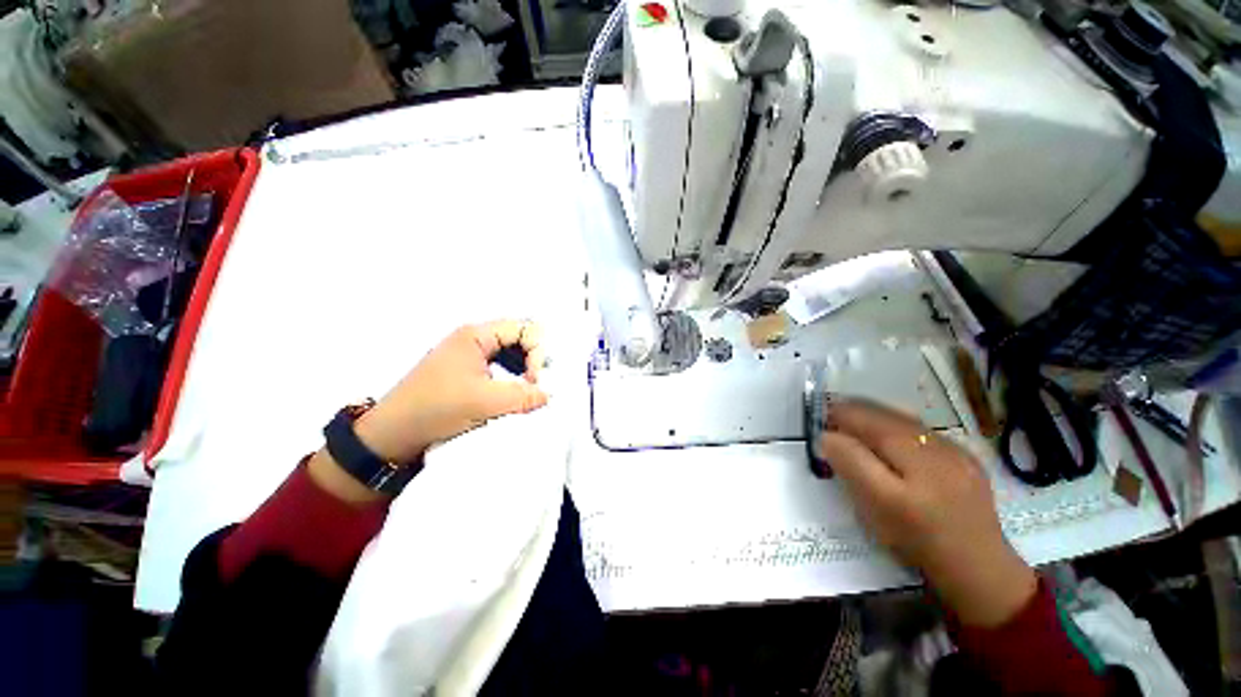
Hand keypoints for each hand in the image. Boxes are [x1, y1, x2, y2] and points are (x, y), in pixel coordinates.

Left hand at [354, 320, 549, 465]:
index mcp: (476, 335)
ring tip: (527, 390)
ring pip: (511, 353)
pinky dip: (512, 377)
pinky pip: (500, 366)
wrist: (392, 433)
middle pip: (519, 338)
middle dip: (533, 359)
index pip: (524, 328)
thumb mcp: (484, 402)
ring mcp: (470, 354)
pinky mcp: (467, 370)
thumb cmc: (436, 409)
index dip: (537, 351)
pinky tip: (514, 393)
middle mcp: (474, 338)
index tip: (534, 380)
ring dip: (523, 369)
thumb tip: (549, 394)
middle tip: (535, 384)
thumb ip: (522, 396)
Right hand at [820, 399, 1036, 627]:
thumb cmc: (918, 538)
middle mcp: (937, 441)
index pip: (866, 416)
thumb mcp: (876, 503)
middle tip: (831, 426)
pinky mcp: (965, 463)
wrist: (978, 572)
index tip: (817, 421)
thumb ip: (851, 462)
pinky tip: (891, 448)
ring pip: (905, 422)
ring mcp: (956, 451)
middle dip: (855, 415)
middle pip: (886, 414)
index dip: (838, 414)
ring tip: (855, 432)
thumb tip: (828, 435)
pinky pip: (922, 435)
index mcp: (914, 449)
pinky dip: (897, 433)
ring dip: (875, 421)